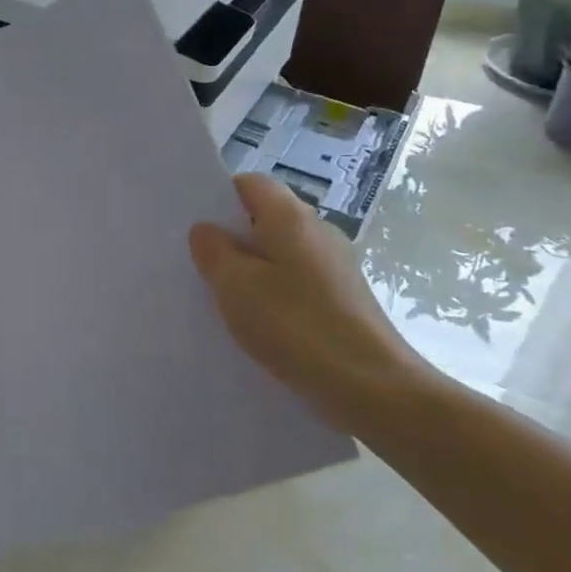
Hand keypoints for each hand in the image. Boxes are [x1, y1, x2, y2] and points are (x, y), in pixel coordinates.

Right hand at [189, 173, 425, 433]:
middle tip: (201, 268)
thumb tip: (207, 230)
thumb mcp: (236, 287)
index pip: (250, 184)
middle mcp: (318, 231)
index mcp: (291, 217)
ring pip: (281, 253)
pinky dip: (275, 294)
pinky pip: (298, 282)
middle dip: (233, 238)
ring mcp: (336, 265)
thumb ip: (214, 251)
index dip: (220, 200)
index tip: (197, 230)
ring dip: (253, 270)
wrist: (373, 388)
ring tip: (225, 301)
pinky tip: (261, 325)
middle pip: (266, 218)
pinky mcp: (344, 298)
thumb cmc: (296, 326)